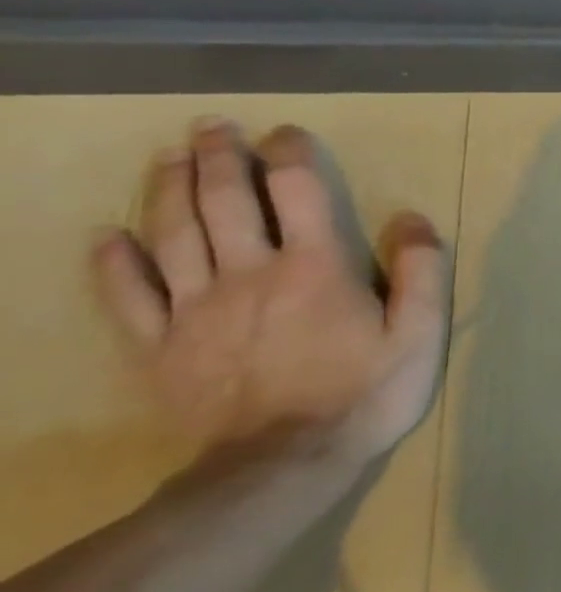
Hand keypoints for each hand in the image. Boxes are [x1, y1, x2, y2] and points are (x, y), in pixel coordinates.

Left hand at [90, 118, 449, 462]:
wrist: (285, 464)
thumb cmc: (366, 392)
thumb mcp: (420, 332)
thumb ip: (421, 271)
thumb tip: (411, 217)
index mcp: (315, 267)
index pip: (297, 192)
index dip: (289, 155)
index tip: (286, 134)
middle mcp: (250, 274)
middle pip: (224, 202)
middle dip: (218, 158)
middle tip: (212, 127)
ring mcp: (197, 310)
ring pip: (173, 235)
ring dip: (168, 190)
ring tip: (169, 158)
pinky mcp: (161, 347)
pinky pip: (129, 297)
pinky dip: (114, 262)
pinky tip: (109, 236)